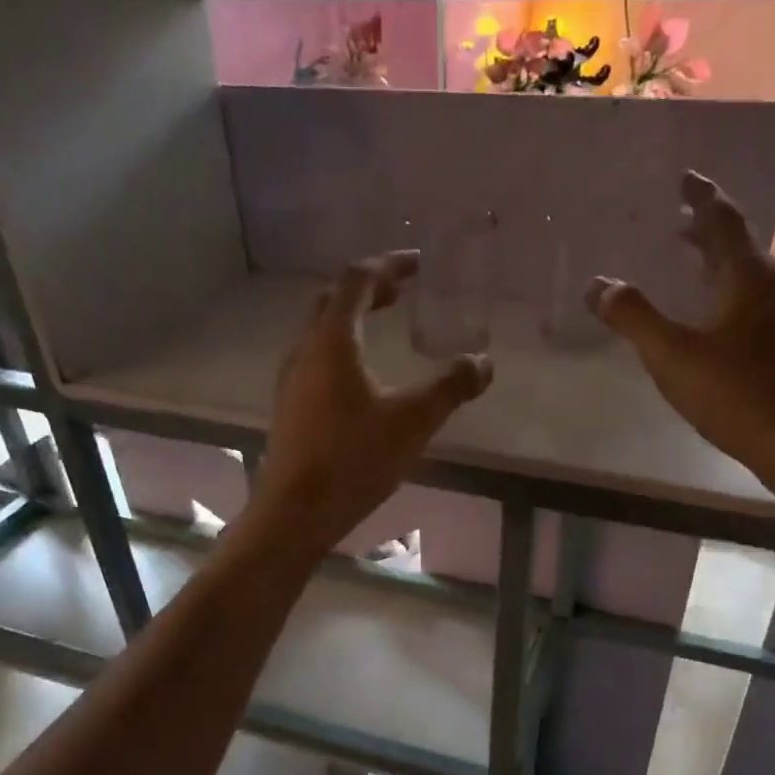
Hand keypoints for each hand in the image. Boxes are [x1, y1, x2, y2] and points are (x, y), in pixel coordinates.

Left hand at [245, 251, 493, 561]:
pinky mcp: (289, 407)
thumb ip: (450, 387)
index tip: (416, 263)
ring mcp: (291, 380)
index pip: (356, 280)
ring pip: (320, 331)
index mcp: (332, 341)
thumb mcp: (413, 421)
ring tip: (384, 325)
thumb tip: (484, 362)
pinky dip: (342, 349)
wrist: (295, 511)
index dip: (388, 265)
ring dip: (352, 319)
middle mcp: (304, 350)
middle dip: (369, 289)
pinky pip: (315, 359)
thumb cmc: (354, 458)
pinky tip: (361, 377)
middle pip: (333, 301)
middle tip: (401, 291)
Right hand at [591, 170, 774, 496]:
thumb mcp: (671, 355)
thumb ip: (633, 317)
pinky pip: (753, 301)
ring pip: (748, 275)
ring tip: (689, 267)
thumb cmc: (734, 393)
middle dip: (707, 230)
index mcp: (746, 275)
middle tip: (677, 222)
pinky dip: (728, 293)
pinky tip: (713, 319)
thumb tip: (598, 285)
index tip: (684, 177)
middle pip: (738, 244)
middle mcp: (773, 285)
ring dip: (717, 263)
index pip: (723, 219)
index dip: (701, 196)